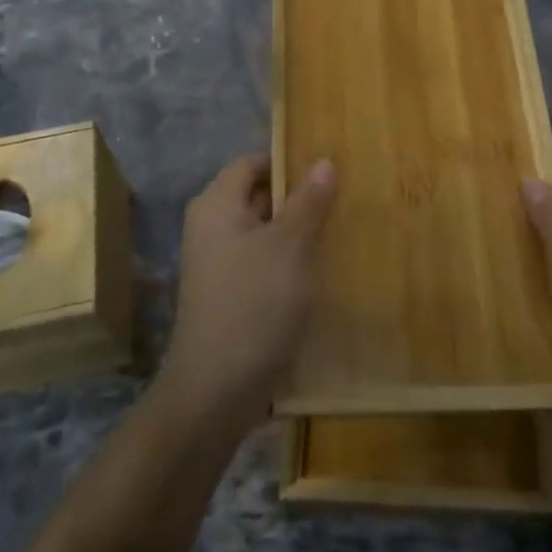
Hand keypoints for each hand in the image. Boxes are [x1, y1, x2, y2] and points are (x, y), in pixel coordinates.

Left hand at [159, 154, 336, 427]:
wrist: (216, 390)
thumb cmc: (254, 304)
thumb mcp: (290, 247)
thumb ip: (308, 202)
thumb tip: (323, 161)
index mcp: (216, 206)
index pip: (252, 163)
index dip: (287, 161)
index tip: (327, 168)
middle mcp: (210, 227)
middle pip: (256, 195)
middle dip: (296, 197)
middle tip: (341, 199)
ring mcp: (216, 263)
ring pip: (261, 231)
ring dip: (294, 231)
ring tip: (337, 230)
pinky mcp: (227, 294)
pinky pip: (259, 261)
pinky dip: (285, 260)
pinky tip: (316, 270)